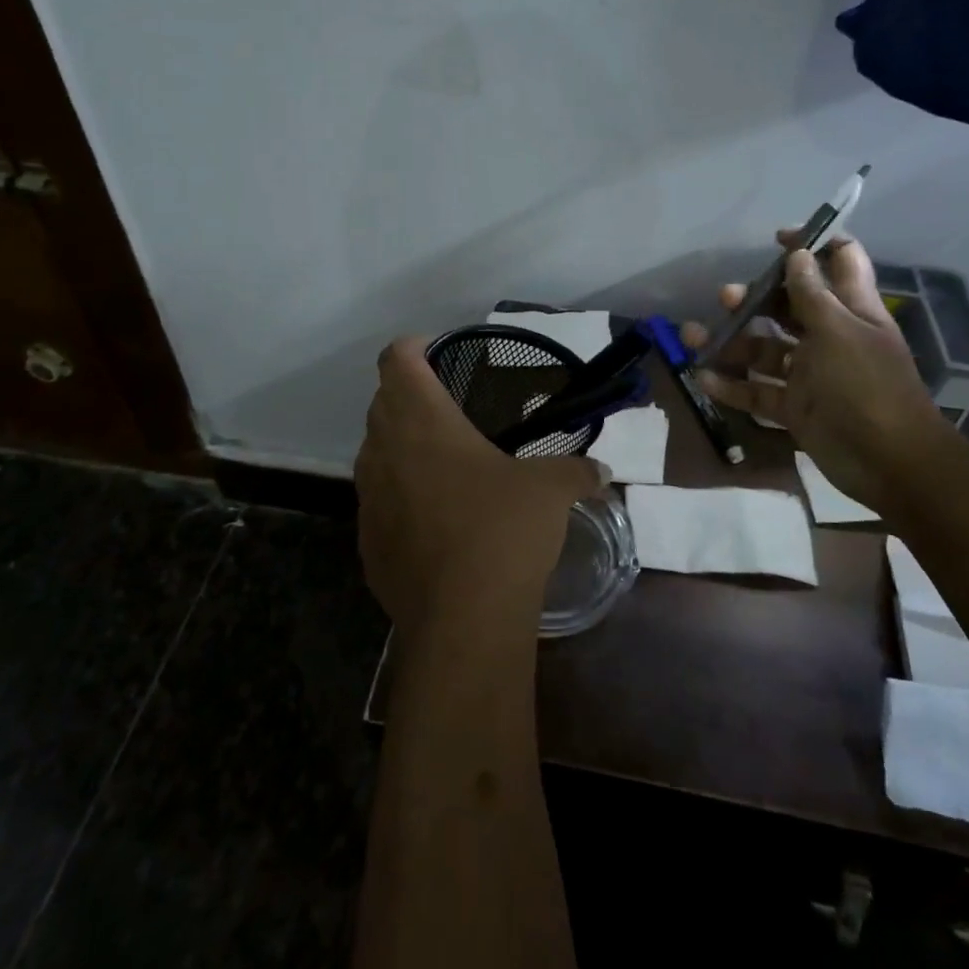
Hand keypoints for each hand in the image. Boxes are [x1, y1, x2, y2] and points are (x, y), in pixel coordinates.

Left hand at [355, 337, 609, 636]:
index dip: (414, 347)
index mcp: (422, 421)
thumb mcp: (551, 491)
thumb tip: (601, 472)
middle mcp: (383, 450)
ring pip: (375, 450)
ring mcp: (369, 498)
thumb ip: (576, 471)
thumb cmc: (503, 531)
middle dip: (410, 394)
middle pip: (381, 400)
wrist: (462, 622)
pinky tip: (436, 518)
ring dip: (401, 444)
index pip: (397, 359)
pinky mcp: (366, 541)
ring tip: (445, 461)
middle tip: (453, 407)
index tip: (441, 353)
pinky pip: (378, 499)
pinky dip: (399, 493)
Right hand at [681, 234, 947, 505]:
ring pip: (765, 350)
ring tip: (694, 335)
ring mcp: (812, 374)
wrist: (889, 463)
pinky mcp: (796, 407)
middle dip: (756, 297)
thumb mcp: (838, 331)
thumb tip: (797, 254)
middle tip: (726, 296)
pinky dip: (732, 386)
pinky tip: (704, 378)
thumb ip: (812, 293)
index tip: (777, 239)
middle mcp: (831, 337)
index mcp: (852, 310)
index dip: (812, 245)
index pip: (839, 262)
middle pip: (789, 306)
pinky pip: (758, 391)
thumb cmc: (865, 385)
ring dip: (731, 342)